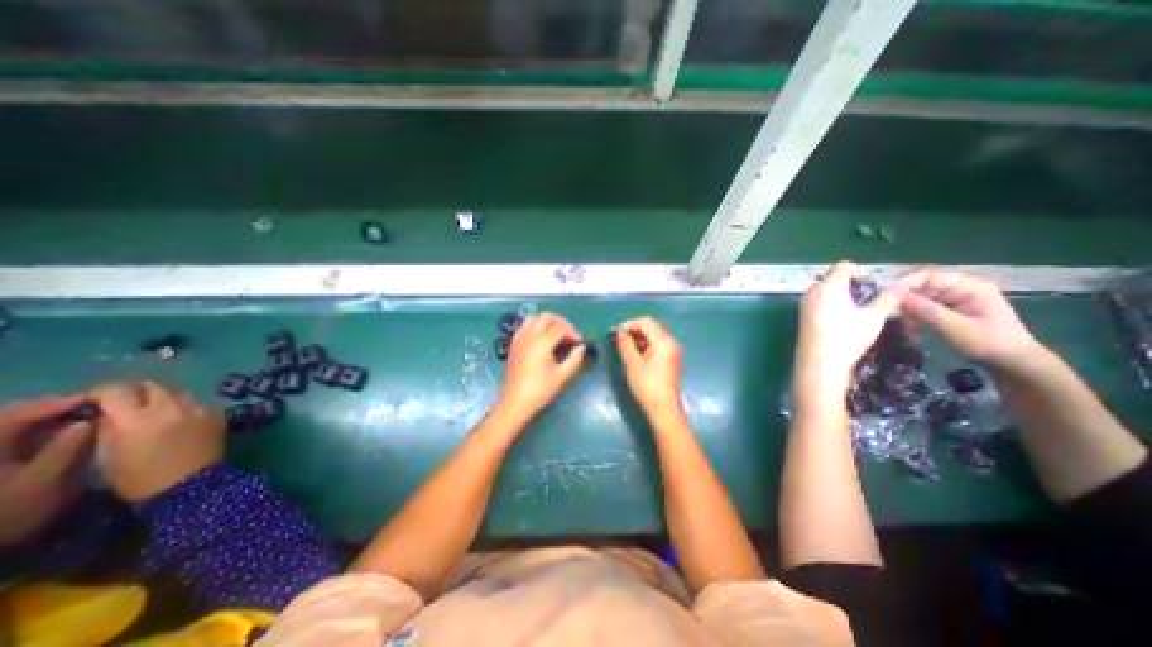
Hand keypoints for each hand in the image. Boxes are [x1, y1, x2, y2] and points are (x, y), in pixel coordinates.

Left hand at [0, 395, 93, 545]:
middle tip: (94, 405)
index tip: (93, 398)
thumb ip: (65, 450)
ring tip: (86, 415)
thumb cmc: (9, 512)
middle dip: (53, 408)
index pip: (15, 416)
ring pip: (16, 425)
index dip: (54, 404)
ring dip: (51, 418)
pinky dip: (44, 429)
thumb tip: (89, 421)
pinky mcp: (3, 460)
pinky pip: (18, 435)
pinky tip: (69, 429)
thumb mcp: (41, 483)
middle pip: (13, 417)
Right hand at [93, 381, 224, 502]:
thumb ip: (108, 428)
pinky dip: (186, 407)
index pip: (117, 390)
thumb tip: (107, 412)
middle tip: (130, 405)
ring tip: (158, 413)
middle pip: (153, 386)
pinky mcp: (217, 413)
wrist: (190, 484)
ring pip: (178, 392)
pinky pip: (198, 403)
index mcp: (136, 419)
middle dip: (138, 392)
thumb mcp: (107, 456)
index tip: (99, 400)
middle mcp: (170, 408)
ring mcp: (198, 408)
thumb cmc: (140, 477)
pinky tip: (182, 420)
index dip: (105, 392)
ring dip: (165, 399)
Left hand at [501, 311, 586, 414]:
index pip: (561, 328)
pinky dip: (535, 326)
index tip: (579, 343)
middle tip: (570, 334)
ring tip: (557, 333)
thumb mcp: (562, 375)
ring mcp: (519, 338)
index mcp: (542, 342)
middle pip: (547, 317)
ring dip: (547, 321)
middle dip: (561, 322)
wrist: (516, 402)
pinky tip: (541, 337)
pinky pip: (525, 326)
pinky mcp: (514, 344)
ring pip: (534, 318)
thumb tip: (581, 347)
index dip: (573, 333)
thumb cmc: (540, 390)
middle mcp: (530, 335)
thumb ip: (574, 359)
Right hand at [622, 317, 680, 414]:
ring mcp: (673, 351)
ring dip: (639, 338)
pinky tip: (635, 354)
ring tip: (624, 347)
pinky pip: (658, 345)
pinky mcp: (671, 360)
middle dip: (634, 331)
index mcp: (663, 340)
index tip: (615, 333)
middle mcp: (671, 342)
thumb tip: (621, 333)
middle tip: (618, 339)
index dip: (629, 324)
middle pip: (651, 328)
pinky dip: (646, 346)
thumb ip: (625, 344)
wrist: (663, 408)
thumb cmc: (646, 385)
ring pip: (654, 337)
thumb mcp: (632, 363)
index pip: (645, 322)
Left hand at [792, 259, 909, 387]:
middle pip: (833, 278)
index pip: (844, 266)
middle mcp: (812, 291)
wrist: (818, 361)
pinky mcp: (802, 315)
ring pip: (825, 290)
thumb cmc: (846, 338)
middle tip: (869, 298)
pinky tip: (843, 319)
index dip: (861, 271)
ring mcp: (804, 303)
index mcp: (828, 286)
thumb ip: (887, 300)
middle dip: (852, 284)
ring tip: (859, 309)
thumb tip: (901, 288)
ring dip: (842, 294)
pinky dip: (831, 303)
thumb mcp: (873, 318)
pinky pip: (818, 301)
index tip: (874, 285)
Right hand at [895, 264, 1039, 368]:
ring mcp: (955, 297)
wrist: (1012, 362)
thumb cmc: (988, 343)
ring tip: (895, 320)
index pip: (929, 275)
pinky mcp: (949, 307)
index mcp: (969, 286)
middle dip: (903, 296)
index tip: (884, 297)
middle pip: (922, 284)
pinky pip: (923, 305)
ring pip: (920, 295)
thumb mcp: (954, 327)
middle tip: (885, 310)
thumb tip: (894, 296)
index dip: (904, 283)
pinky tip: (908, 326)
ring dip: (906, 307)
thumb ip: (925, 310)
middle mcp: (961, 286)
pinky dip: (913, 314)